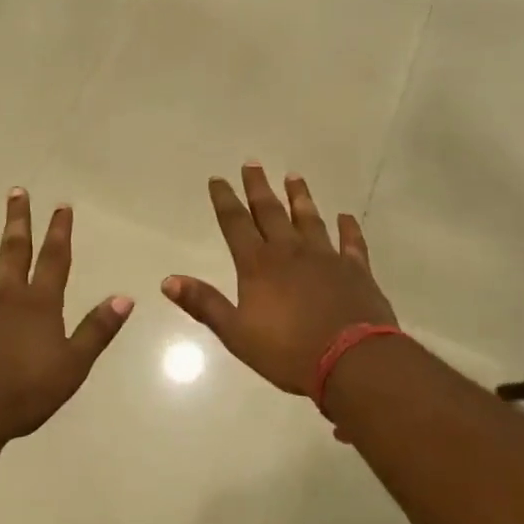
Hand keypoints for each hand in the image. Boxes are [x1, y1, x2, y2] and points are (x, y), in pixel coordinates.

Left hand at [0, 190, 132, 443]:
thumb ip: (97, 330)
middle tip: (16, 191)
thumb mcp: (72, 365)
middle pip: (13, 250)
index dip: (59, 231)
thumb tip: (125, 297)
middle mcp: (4, 295)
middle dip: (17, 220)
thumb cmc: (23, 392)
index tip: (61, 206)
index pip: (54, 259)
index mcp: (38, 304)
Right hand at [162, 164, 395, 395]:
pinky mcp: (356, 270)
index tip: (218, 179)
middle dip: (258, 187)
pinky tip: (345, 217)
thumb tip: (168, 281)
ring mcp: (326, 257)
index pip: (236, 223)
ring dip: (300, 197)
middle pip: (270, 211)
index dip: (225, 200)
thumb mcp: (236, 333)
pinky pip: (351, 242)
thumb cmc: (289, 351)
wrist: (352, 361)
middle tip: (252, 162)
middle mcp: (290, 251)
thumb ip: (204, 304)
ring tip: (293, 176)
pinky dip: (348, 228)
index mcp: (258, 265)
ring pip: (309, 218)